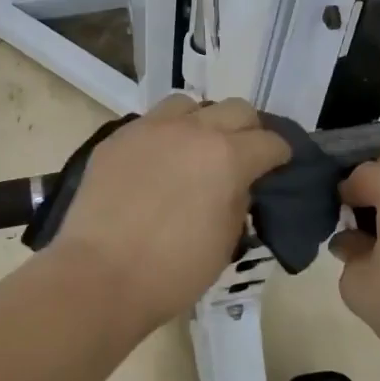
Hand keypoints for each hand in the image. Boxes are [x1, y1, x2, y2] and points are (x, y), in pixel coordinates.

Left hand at [48, 95, 290, 328]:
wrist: (99, 275)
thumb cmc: (172, 271)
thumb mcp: (225, 242)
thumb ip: (238, 201)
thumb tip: (237, 184)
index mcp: (227, 156)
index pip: (270, 141)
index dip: (280, 155)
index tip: (278, 167)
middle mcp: (192, 130)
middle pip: (236, 109)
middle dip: (248, 130)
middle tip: (243, 155)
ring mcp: (150, 128)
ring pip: (189, 105)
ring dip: (202, 122)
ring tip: (196, 149)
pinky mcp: (118, 137)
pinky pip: (151, 122)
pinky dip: (165, 134)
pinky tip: (158, 161)